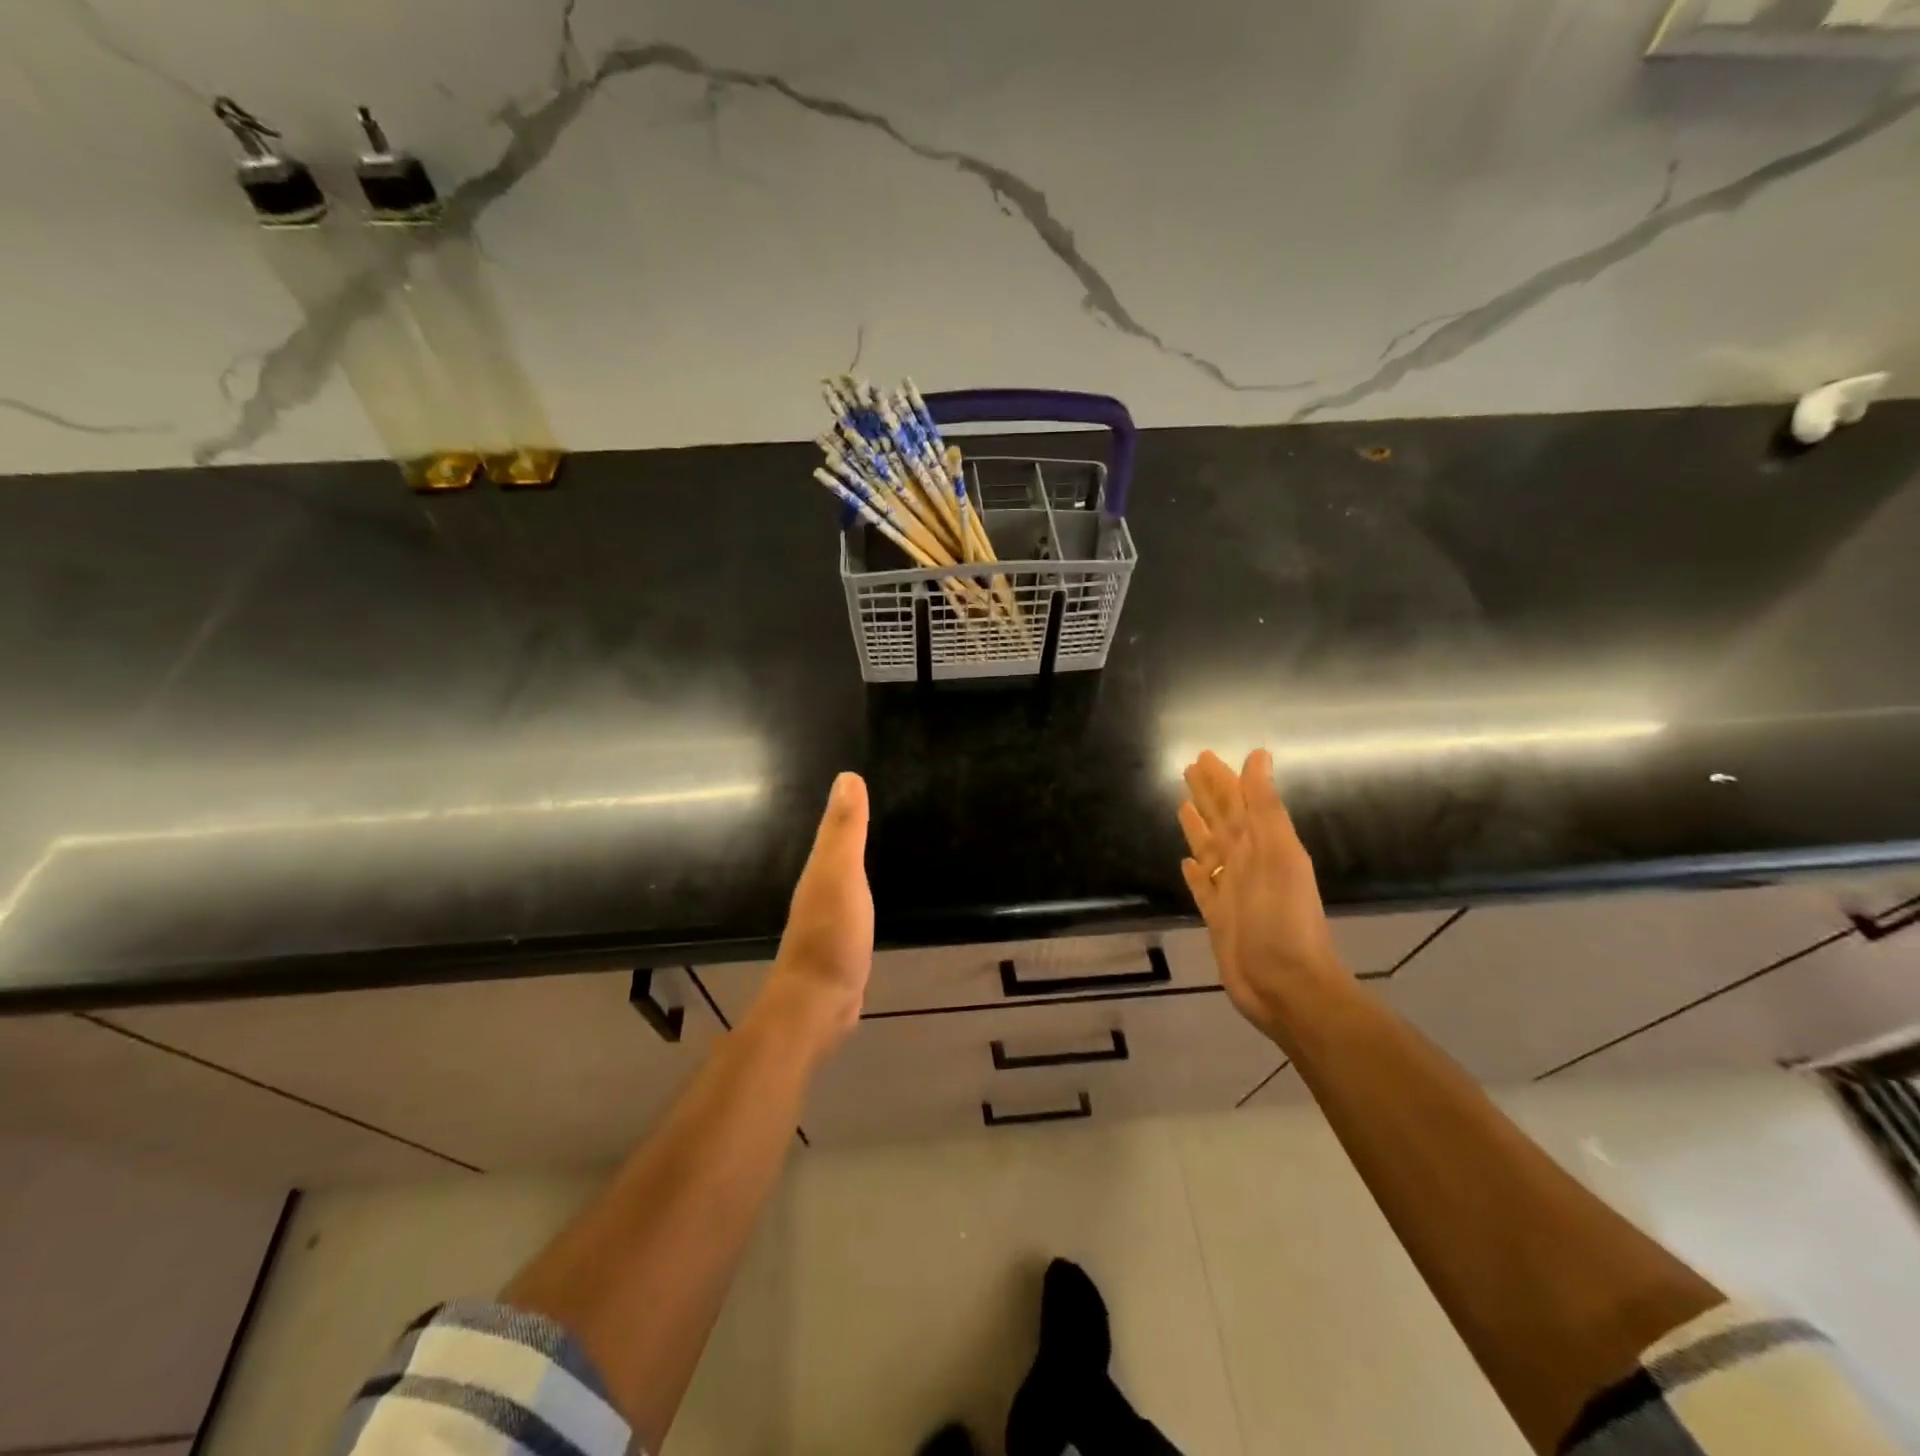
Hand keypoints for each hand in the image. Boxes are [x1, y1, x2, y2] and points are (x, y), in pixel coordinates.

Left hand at [753, 771, 873, 1056]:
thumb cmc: (831, 935)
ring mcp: (830, 920)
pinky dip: (864, 893)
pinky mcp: (843, 945)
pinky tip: (876, 896)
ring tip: (884, 845)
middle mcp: (819, 891)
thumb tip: (847, 777)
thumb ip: (844, 831)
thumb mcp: (840, 876)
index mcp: (818, 870)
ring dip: (858, 862)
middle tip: (883, 808)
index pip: (832, 829)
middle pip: (837, 852)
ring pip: (845, 880)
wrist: (819, 1004)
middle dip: (853, 831)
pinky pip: (856, 906)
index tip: (865, 782)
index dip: (846, 807)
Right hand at [1178, 749, 1345, 1038]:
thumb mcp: (1278, 856)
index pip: (1238, 802)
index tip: (1202, 756)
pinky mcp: (1219, 917)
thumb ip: (1266, 807)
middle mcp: (1247, 863)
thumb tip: (1259, 756)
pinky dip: (1196, 873)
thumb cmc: (1282, 919)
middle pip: (1223, 820)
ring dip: (1199, 827)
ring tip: (1182, 806)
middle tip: (1187, 769)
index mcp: (1263, 845)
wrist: (1286, 987)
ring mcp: (1233, 891)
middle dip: (1208, 795)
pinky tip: (1187, 863)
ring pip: (1211, 849)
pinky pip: (1203, 887)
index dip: (1222, 779)